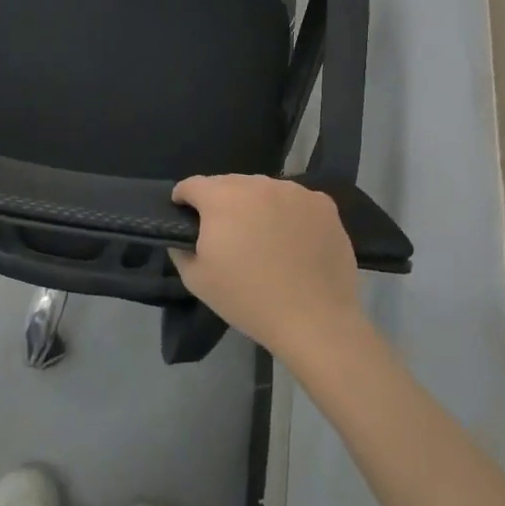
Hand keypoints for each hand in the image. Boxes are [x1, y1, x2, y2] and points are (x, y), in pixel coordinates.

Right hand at [170, 174, 367, 366]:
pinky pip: (295, 200)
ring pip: (263, 190)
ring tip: (263, 238)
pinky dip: (288, 213)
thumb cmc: (249, 300)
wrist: (315, 321)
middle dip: (221, 203)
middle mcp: (258, 184)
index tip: (186, 217)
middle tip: (227, 235)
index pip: (192, 185)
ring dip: (256, 205)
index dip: (184, 200)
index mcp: (222, 198)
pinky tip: (293, 240)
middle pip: (229, 184)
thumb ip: (181, 249)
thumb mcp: (197, 280)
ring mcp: (294, 191)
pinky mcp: (323, 204)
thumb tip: (183, 235)